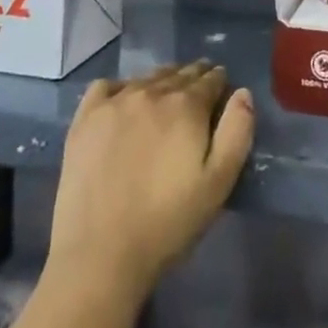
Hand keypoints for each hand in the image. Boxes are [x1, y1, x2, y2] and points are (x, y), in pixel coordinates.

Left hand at [48, 62, 254, 300]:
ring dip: (163, 80)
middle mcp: (151, 92)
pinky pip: (107, 86)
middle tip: (199, 87)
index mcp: (186, 106)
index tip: (222, 88)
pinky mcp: (85, 118)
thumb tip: (242, 93)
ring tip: (167, 93)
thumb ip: (237, 132)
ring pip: (147, 77)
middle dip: (194, 77)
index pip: (210, 79)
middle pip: (179, 74)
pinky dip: (121, 87)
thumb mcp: (218, 183)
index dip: (220, 82)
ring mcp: (115, 102)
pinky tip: (123, 102)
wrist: (100, 254)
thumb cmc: (167, 223)